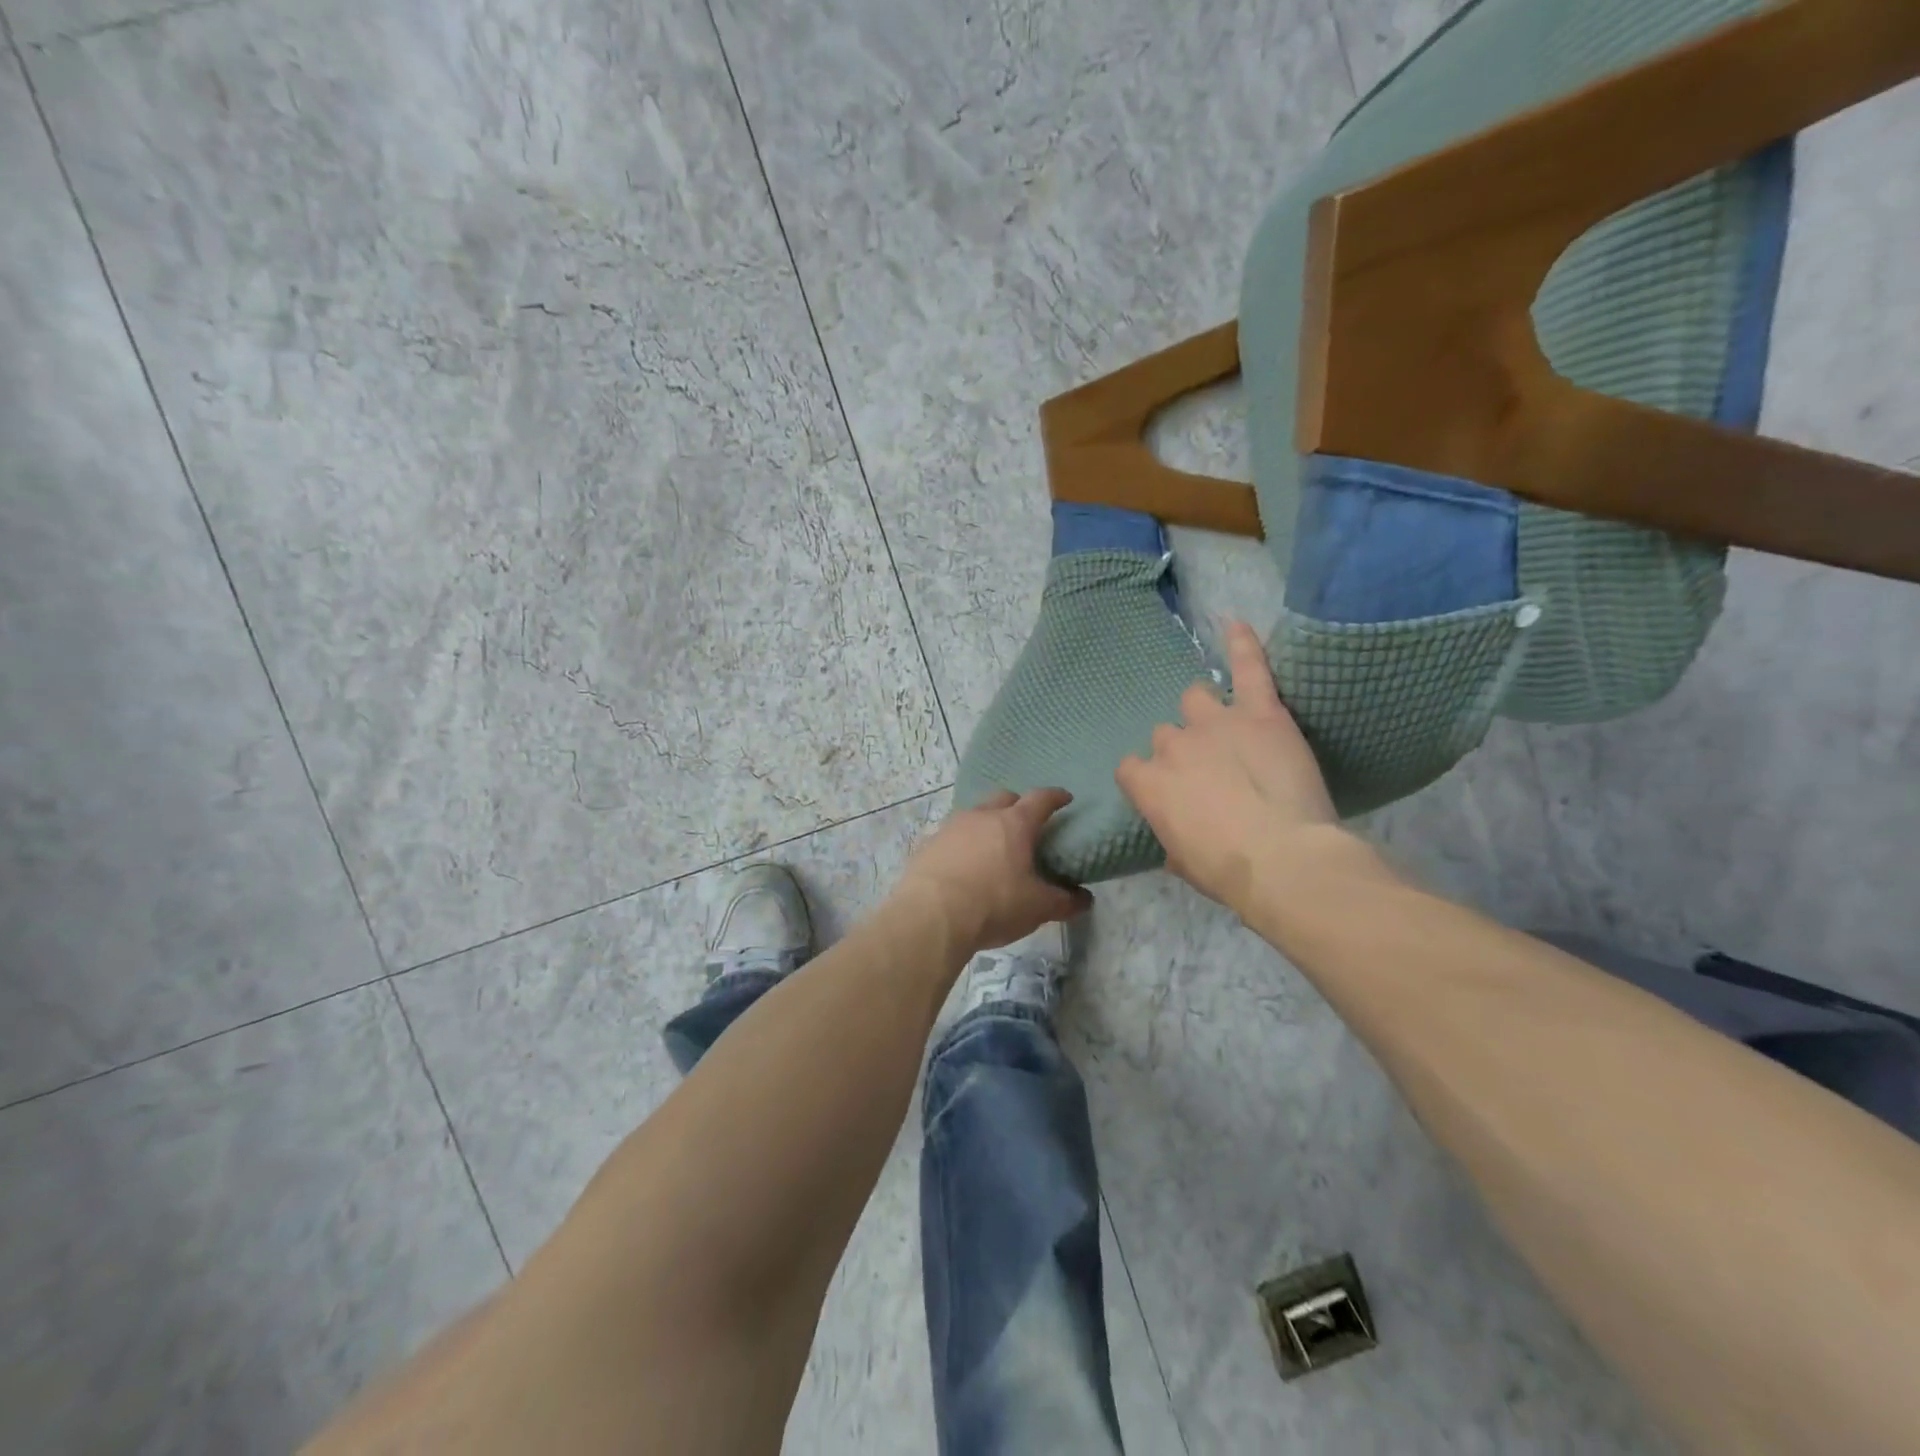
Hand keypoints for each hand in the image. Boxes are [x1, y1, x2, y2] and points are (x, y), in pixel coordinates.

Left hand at [893, 789, 1090, 954]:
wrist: (931, 916)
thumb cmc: (994, 904)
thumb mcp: (1037, 907)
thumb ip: (1064, 901)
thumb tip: (1085, 899)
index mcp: (1014, 824)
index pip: (1040, 800)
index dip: (1055, 797)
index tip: (1064, 799)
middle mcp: (981, 816)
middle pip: (1004, 799)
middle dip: (1017, 806)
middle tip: (1026, 824)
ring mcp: (951, 827)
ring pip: (974, 815)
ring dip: (987, 825)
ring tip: (994, 847)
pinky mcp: (928, 844)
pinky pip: (951, 836)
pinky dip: (963, 844)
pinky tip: (964, 865)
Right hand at [1116, 621, 1351, 914]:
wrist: (1283, 861)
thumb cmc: (1229, 872)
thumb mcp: (1184, 863)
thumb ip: (1171, 838)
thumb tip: (1175, 835)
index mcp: (1149, 784)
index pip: (1132, 768)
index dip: (1150, 780)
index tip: (1170, 794)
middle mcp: (1173, 746)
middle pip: (1166, 735)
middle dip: (1183, 751)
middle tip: (1212, 775)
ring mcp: (1215, 724)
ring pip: (1195, 698)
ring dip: (1205, 712)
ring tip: (1229, 728)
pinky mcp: (1260, 712)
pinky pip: (1248, 668)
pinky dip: (1243, 645)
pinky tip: (1235, 623)